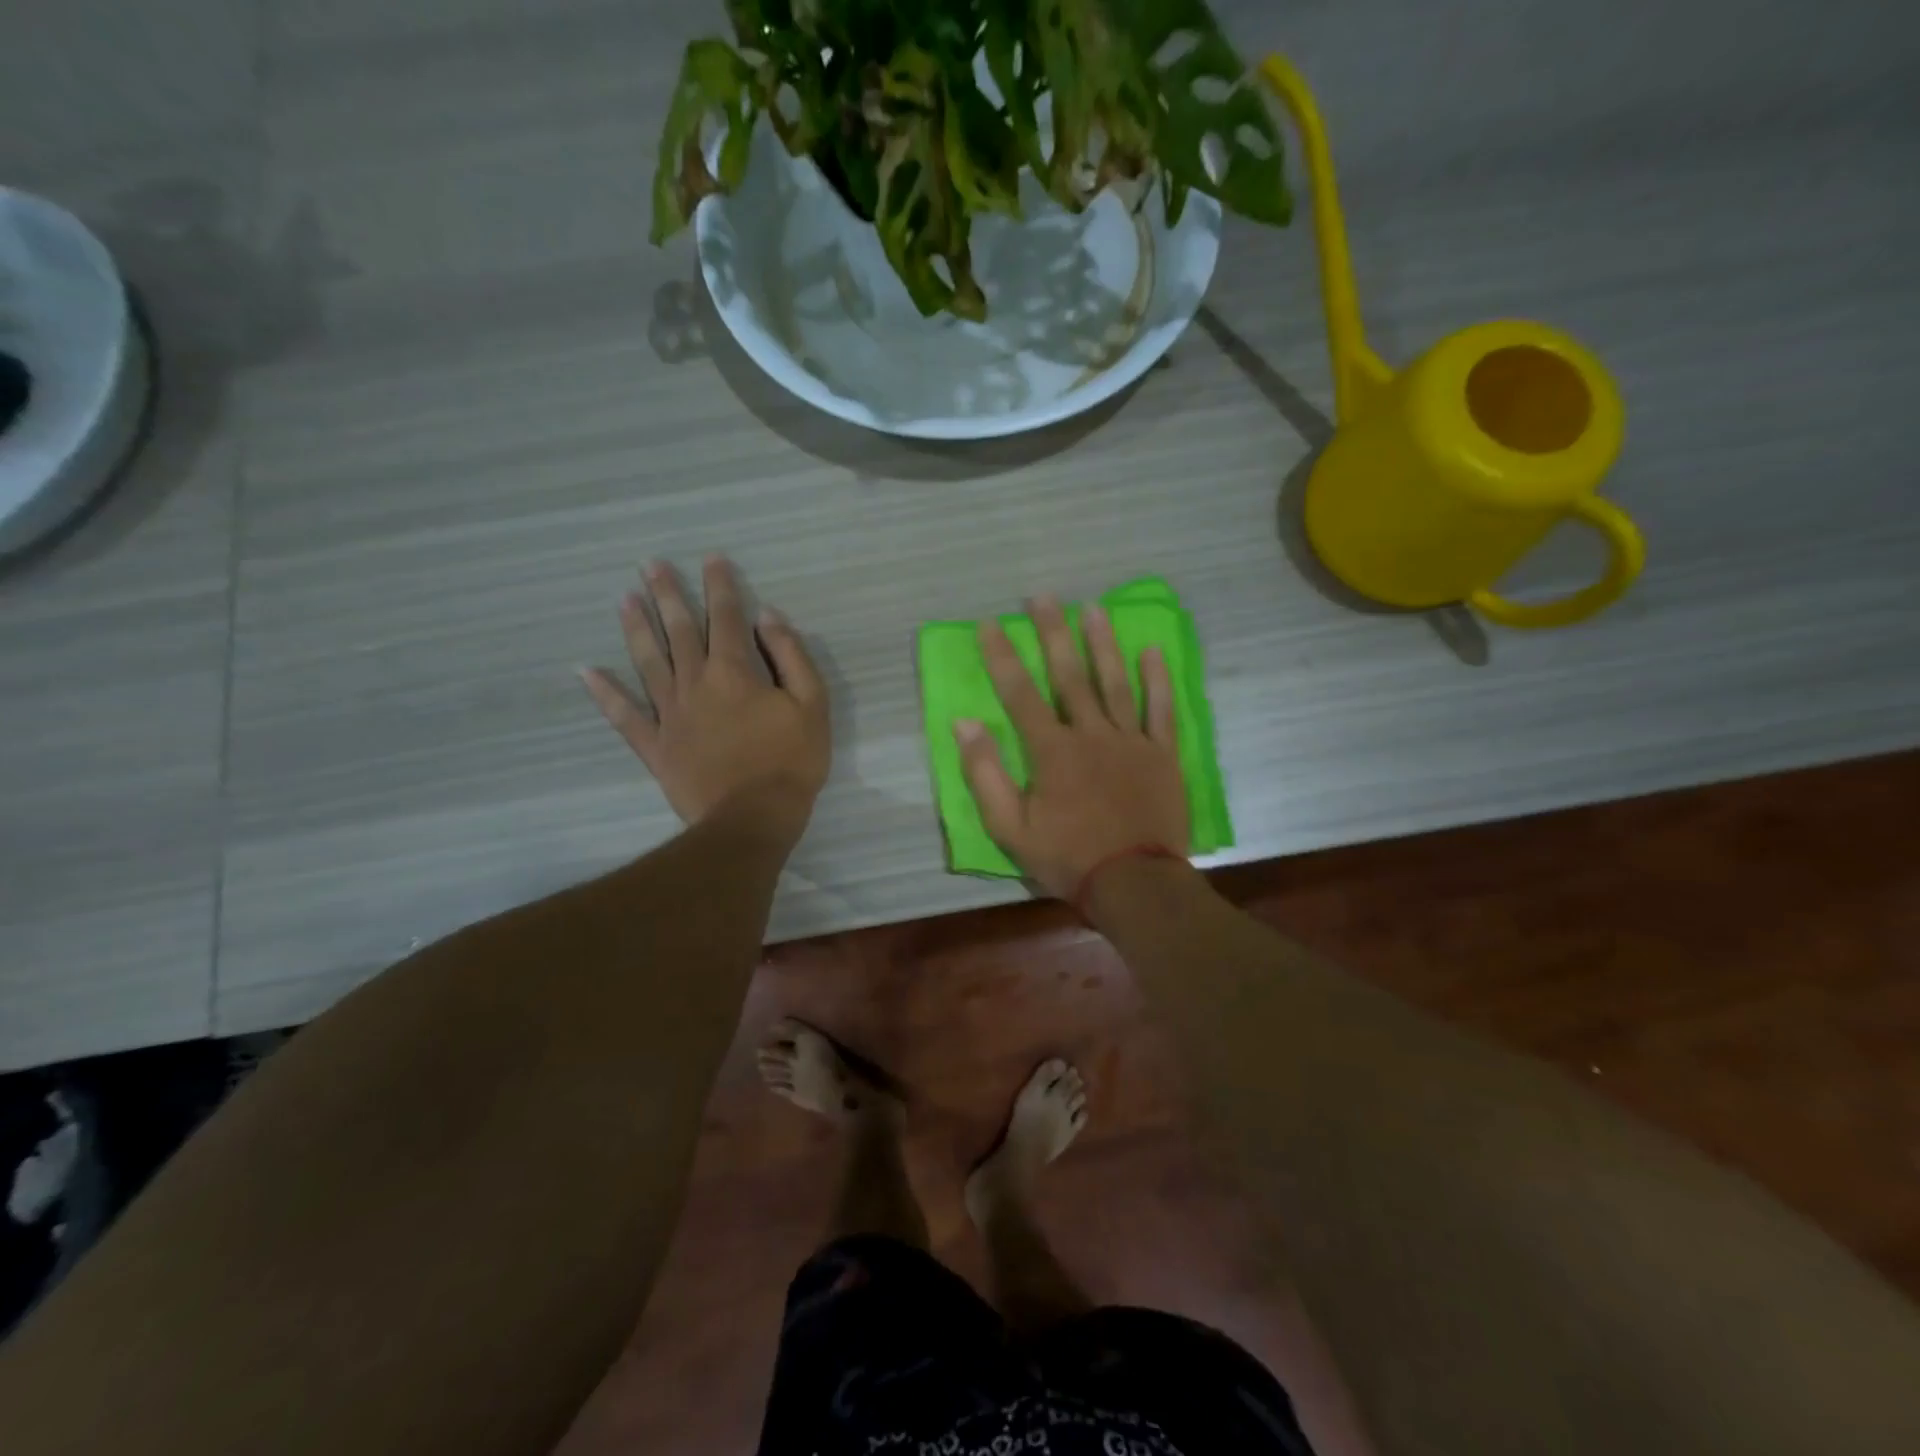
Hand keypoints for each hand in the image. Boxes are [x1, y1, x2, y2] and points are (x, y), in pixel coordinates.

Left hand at [581, 557, 829, 844]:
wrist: (753, 818)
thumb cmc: (791, 761)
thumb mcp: (812, 704)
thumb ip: (791, 656)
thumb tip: (768, 616)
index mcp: (735, 672)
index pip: (727, 618)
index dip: (720, 586)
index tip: (711, 558)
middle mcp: (695, 683)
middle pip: (680, 631)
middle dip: (668, 594)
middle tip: (650, 564)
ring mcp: (670, 715)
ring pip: (648, 662)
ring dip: (636, 628)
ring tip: (624, 598)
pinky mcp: (655, 746)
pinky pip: (624, 716)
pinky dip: (604, 693)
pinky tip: (586, 671)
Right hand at [955, 596, 1188, 899]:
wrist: (1134, 884)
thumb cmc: (1067, 858)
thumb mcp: (1009, 827)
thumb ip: (985, 773)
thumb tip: (965, 723)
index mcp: (1051, 751)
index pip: (1020, 693)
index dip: (1002, 656)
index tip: (990, 623)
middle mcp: (1091, 734)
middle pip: (1069, 675)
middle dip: (1052, 633)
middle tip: (1042, 597)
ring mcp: (1131, 741)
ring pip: (1115, 682)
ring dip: (1102, 643)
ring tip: (1092, 608)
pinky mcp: (1162, 754)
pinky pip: (1160, 709)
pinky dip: (1156, 679)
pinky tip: (1151, 650)